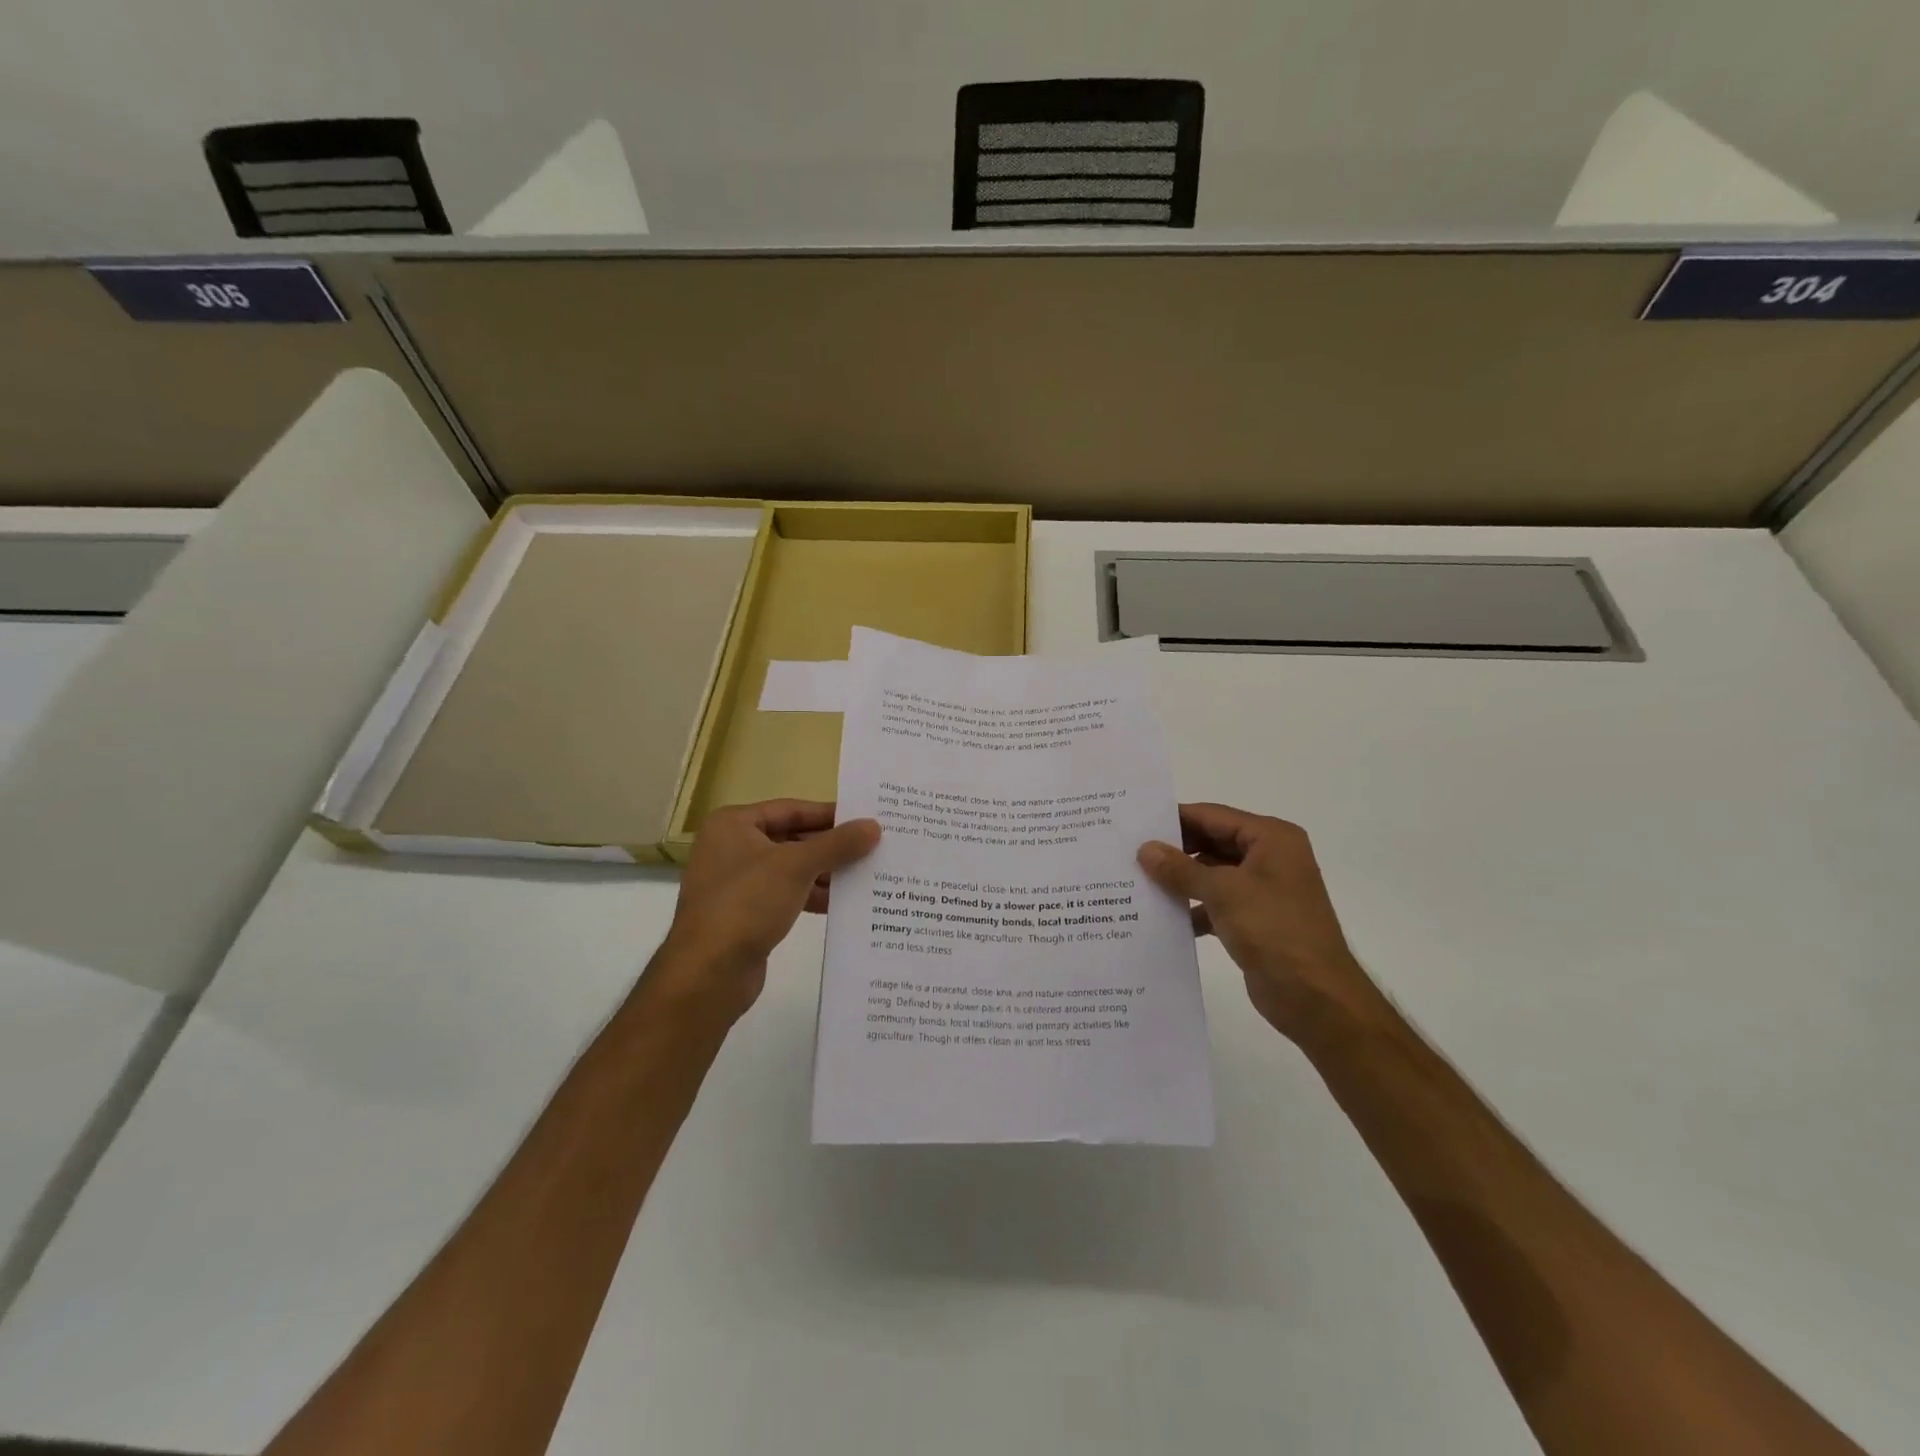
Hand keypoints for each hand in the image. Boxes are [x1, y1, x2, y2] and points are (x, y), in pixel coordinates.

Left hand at [651, 800, 879, 1020]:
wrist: (708, 973)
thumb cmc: (747, 903)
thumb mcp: (796, 866)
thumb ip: (837, 844)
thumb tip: (873, 826)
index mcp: (733, 824)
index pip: (791, 809)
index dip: (830, 814)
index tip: (866, 819)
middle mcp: (731, 848)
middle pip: (792, 838)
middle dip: (830, 846)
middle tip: (872, 848)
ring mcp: (736, 883)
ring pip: (790, 869)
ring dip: (825, 873)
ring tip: (866, 875)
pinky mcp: (744, 914)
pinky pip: (785, 895)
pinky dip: (812, 896)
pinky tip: (842, 903)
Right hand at [1138, 803, 1381, 1044]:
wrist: (1316, 998)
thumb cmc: (1274, 930)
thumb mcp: (1223, 892)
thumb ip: (1181, 868)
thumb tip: (1145, 849)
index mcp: (1271, 838)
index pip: (1212, 816)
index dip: (1174, 819)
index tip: (1134, 824)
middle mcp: (1269, 857)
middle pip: (1211, 842)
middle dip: (1174, 850)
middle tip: (1129, 853)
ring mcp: (1263, 890)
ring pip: (1211, 874)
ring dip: (1180, 880)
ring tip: (1136, 882)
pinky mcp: (1255, 920)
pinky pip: (1216, 903)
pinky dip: (1193, 908)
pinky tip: (1162, 917)